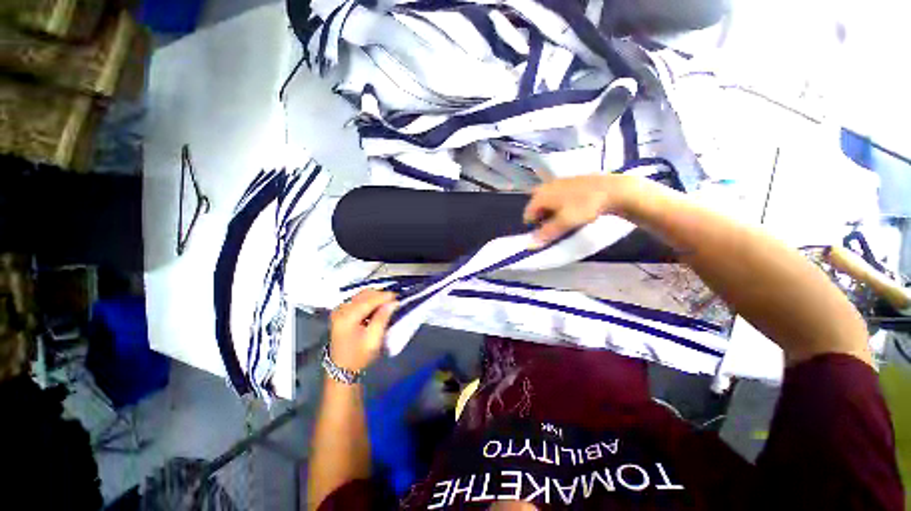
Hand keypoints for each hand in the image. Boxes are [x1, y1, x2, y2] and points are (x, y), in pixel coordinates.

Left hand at [329, 290, 397, 372]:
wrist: (341, 369)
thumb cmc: (359, 356)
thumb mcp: (373, 339)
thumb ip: (383, 318)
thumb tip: (393, 302)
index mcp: (347, 317)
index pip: (369, 300)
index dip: (384, 296)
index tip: (398, 297)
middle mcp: (341, 310)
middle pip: (364, 294)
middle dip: (380, 295)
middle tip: (394, 301)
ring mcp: (340, 310)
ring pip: (361, 295)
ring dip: (375, 297)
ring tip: (387, 303)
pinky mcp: (341, 312)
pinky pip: (357, 300)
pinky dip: (369, 301)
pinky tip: (377, 307)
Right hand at [523, 175, 631, 244]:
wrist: (613, 189)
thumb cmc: (584, 207)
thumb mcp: (564, 223)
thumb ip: (545, 234)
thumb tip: (529, 245)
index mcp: (540, 195)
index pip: (528, 215)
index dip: (534, 227)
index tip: (547, 234)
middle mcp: (545, 186)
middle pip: (537, 207)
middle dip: (543, 219)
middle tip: (556, 226)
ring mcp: (558, 182)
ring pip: (548, 202)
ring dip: (552, 213)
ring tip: (566, 219)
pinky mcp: (570, 181)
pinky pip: (558, 196)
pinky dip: (561, 205)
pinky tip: (574, 208)